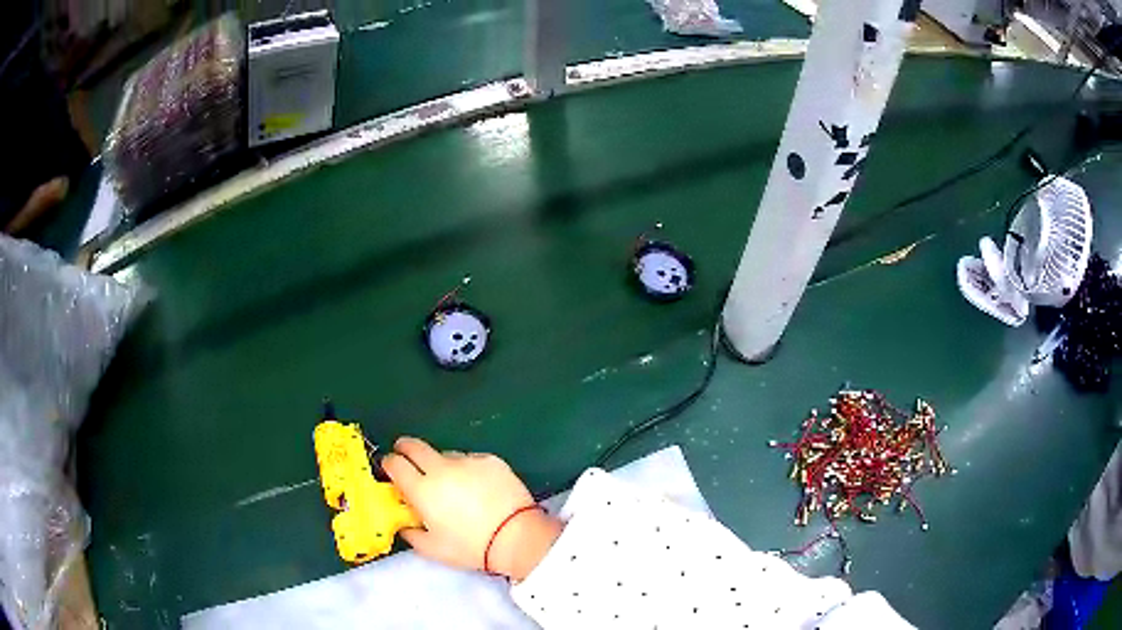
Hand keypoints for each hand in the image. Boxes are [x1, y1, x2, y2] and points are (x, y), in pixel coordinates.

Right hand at [383, 437, 562, 579]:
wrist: (516, 537)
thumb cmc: (470, 547)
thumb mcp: (433, 549)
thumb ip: (411, 534)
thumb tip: (404, 524)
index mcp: (422, 489)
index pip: (395, 464)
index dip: (389, 464)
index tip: (391, 469)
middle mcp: (441, 469)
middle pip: (414, 446)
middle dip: (406, 449)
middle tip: (407, 457)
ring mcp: (467, 461)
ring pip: (445, 455)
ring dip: (441, 465)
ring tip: (453, 485)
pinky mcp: (490, 460)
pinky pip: (470, 460)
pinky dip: (468, 470)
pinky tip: (478, 487)